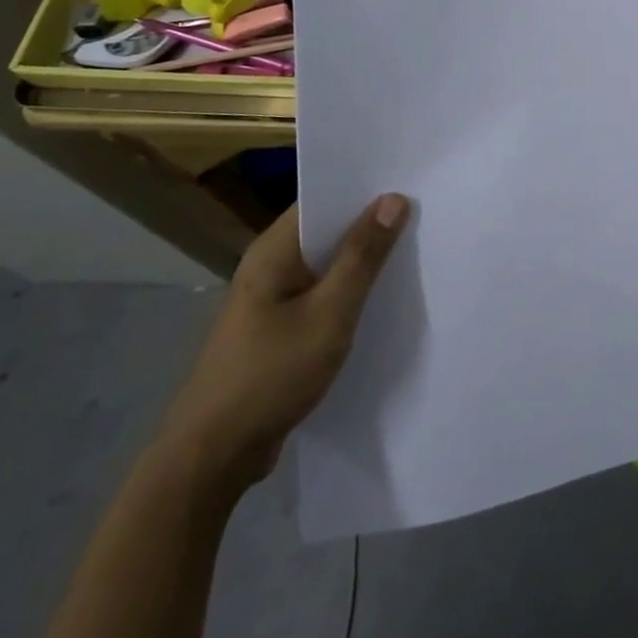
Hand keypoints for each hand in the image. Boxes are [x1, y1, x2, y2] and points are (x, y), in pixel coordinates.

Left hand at [155, 194, 408, 489]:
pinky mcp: (278, 328)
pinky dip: (349, 290)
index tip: (410, 181)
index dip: (364, 188)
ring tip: (414, 249)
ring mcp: (272, 298)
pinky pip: (321, 293)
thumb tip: (393, 199)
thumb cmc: (271, 374)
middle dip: (371, 223)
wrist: (213, 457)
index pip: (323, 198)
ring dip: (362, 260)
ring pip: (326, 264)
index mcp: (274, 249)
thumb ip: (362, 257)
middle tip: (424, 213)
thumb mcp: (329, 314)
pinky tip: (382, 298)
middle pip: (327, 229)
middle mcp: (270, 264)